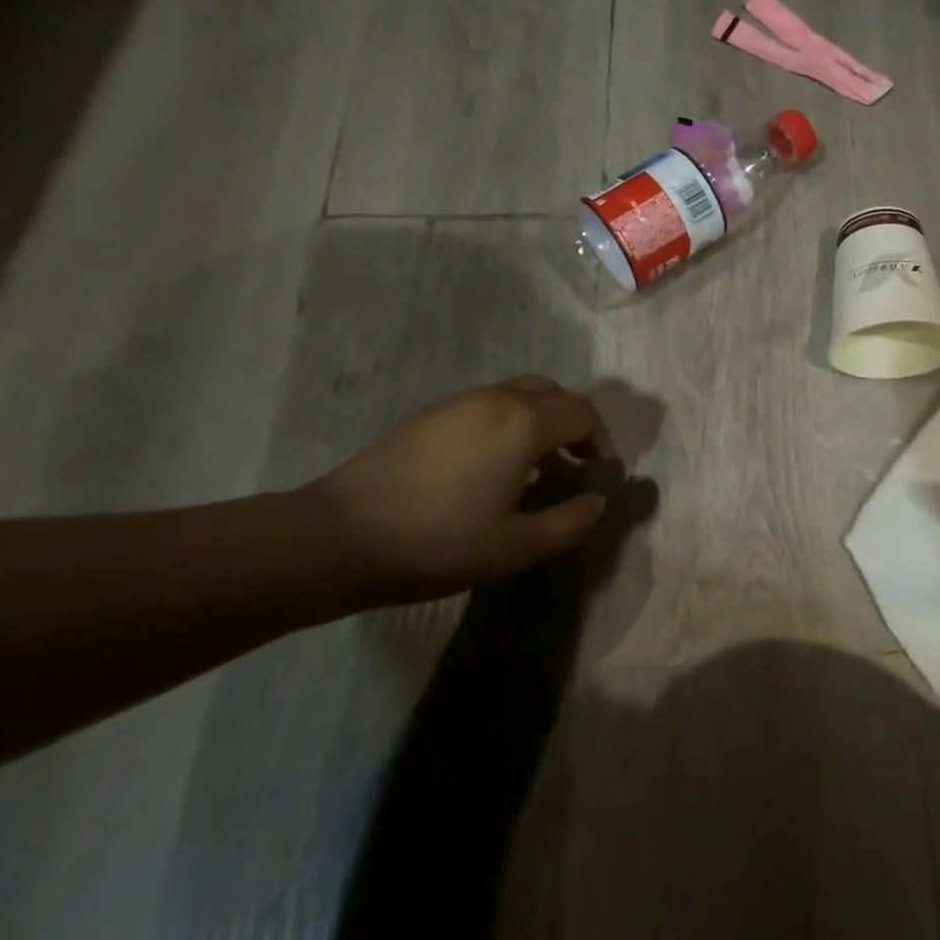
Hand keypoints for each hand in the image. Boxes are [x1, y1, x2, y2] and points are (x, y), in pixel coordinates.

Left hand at [309, 375, 615, 601]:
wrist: (339, 537)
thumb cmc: (438, 541)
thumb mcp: (517, 547)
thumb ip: (569, 523)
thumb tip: (595, 502)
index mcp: (523, 423)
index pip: (582, 413)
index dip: (601, 439)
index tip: (599, 471)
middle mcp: (495, 399)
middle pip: (553, 393)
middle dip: (573, 423)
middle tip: (572, 462)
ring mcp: (457, 402)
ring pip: (518, 394)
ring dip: (539, 421)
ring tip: (533, 467)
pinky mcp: (428, 415)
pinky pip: (486, 405)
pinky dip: (507, 423)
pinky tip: (489, 466)